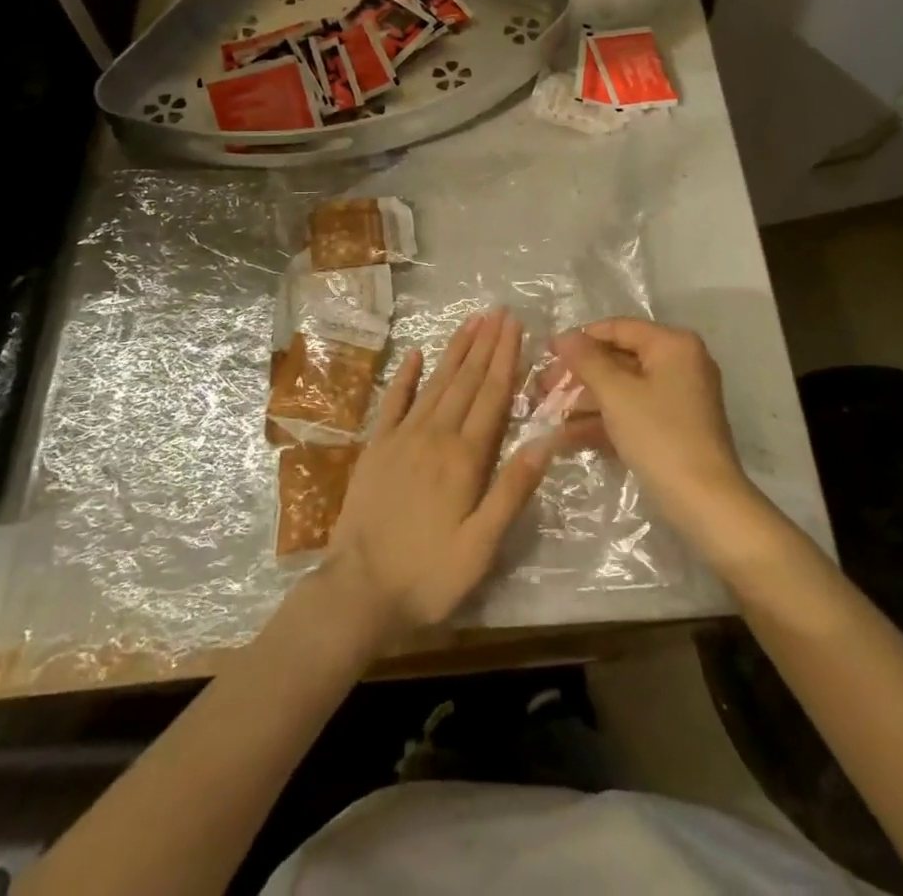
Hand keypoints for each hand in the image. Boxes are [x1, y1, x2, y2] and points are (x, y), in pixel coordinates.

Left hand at [325, 308, 552, 638]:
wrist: (357, 591)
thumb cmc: (428, 574)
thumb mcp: (481, 546)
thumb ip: (512, 489)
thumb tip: (545, 440)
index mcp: (464, 457)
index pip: (492, 396)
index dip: (506, 358)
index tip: (515, 325)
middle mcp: (434, 436)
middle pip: (466, 381)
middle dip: (485, 344)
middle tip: (499, 311)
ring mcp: (401, 438)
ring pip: (435, 383)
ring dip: (455, 351)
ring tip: (471, 322)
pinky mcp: (376, 448)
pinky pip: (393, 403)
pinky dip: (405, 377)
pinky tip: (415, 354)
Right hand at [551, 319, 759, 546]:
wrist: (705, 503)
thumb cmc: (659, 436)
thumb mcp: (617, 394)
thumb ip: (587, 360)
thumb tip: (564, 336)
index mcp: (673, 345)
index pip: (618, 328)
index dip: (580, 339)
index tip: (546, 353)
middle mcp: (680, 363)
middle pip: (619, 359)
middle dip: (579, 375)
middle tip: (542, 389)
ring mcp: (679, 397)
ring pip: (624, 389)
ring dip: (585, 401)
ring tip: (547, 414)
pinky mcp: (674, 427)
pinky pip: (633, 413)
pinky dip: (604, 422)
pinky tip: (566, 437)